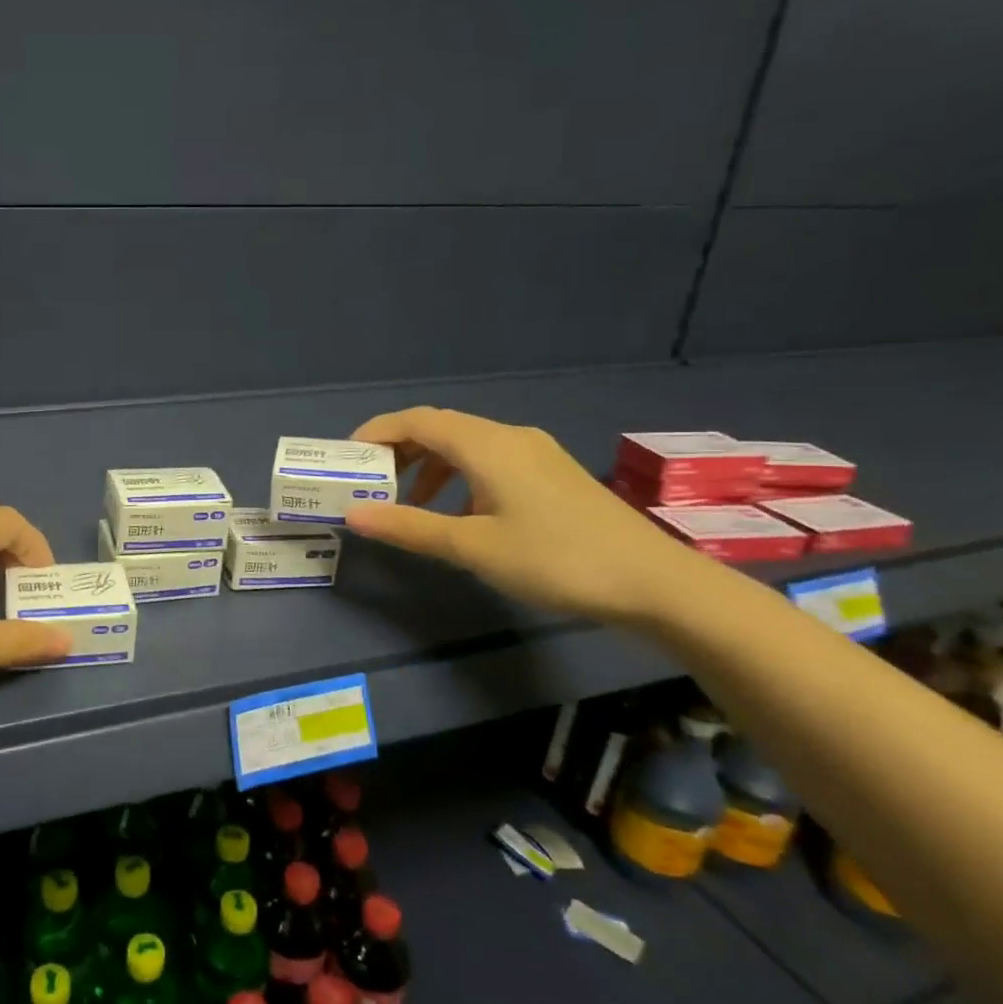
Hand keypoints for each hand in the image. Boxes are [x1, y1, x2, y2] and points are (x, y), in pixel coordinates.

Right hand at [342, 407, 699, 623]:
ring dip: (428, 465)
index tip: (347, 458)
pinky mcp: (551, 475)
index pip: (417, 420)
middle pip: (440, 427)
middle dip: (399, 449)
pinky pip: (488, 461)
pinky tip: (458, 513)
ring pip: (465, 445)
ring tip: (406, 501)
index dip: (376, 432)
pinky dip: (458, 477)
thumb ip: (409, 527)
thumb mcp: (473, 547)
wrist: (655, 583)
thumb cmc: (555, 559)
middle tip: (368, 481)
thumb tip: (352, 515)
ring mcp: (536, 454)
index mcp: (487, 445)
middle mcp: (509, 437)